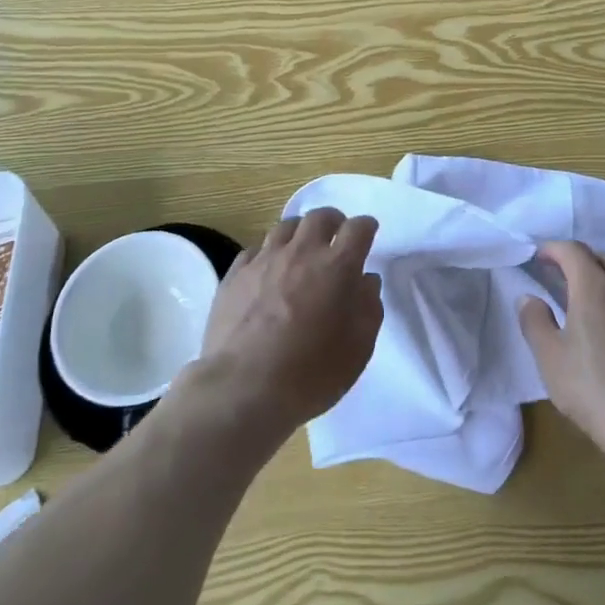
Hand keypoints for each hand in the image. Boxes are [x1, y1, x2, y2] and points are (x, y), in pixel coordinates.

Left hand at [191, 208, 382, 439]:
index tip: (368, 234)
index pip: (358, 228)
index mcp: (337, 266)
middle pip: (320, 216)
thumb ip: (369, 307)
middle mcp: (302, 252)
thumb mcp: (359, 348)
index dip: (366, 227)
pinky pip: (255, 249)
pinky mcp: (235, 274)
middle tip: (335, 238)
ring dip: (300, 233)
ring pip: (286, 226)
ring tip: (301, 251)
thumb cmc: (311, 373)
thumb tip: (366, 281)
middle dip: (333, 221)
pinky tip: (268, 271)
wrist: (244, 388)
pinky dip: (268, 253)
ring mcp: (265, 260)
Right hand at [518, 241, 604, 458]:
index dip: (554, 249)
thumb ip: (535, 321)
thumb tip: (528, 298)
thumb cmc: (592, 387)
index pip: (573, 251)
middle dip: (581, 260)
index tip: (539, 257)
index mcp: (594, 286)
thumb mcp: (549, 357)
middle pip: (603, 258)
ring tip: (590, 300)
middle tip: (562, 276)